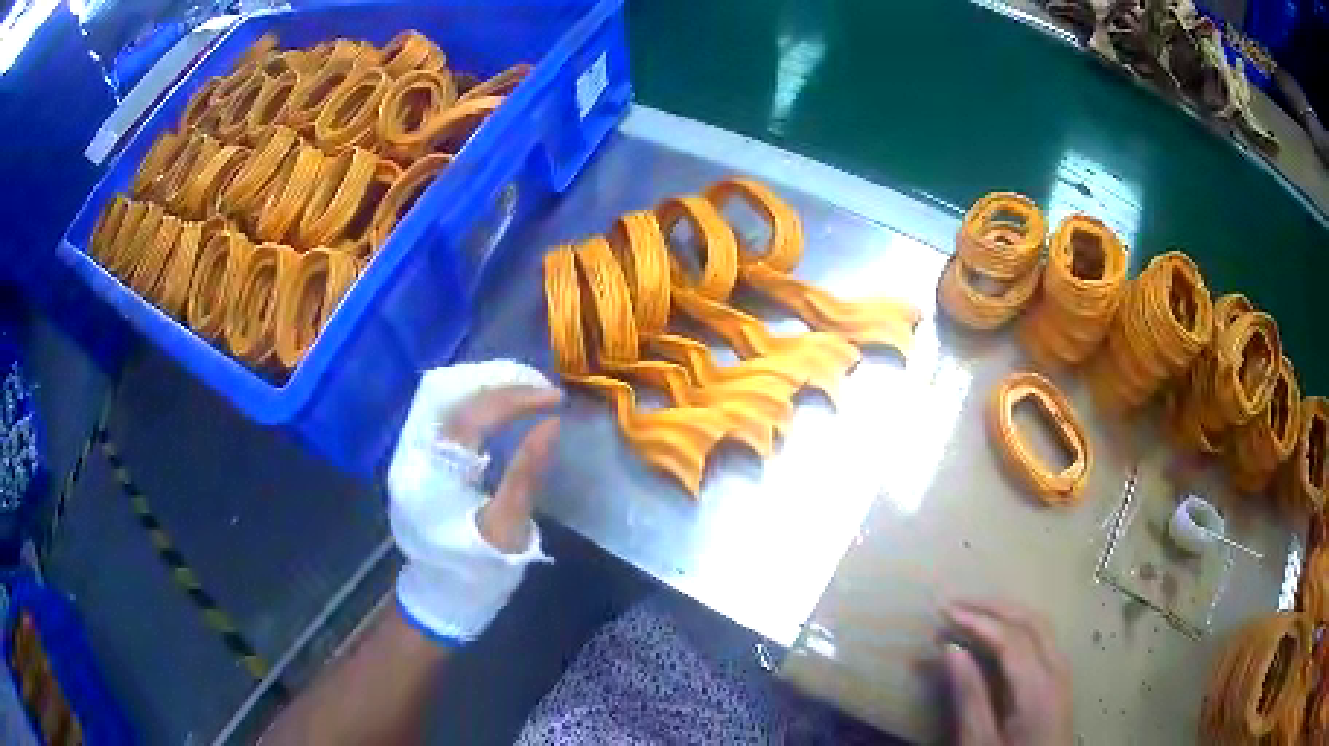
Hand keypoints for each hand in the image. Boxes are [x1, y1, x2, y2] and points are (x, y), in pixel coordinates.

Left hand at [387, 361, 562, 644]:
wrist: (442, 597)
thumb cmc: (478, 570)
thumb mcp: (508, 529)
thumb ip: (526, 474)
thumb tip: (551, 424)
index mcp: (432, 472)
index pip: (471, 412)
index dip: (516, 397)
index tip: (555, 399)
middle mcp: (411, 451)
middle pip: (447, 388)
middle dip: (497, 379)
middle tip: (540, 385)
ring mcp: (409, 451)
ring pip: (442, 394)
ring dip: (485, 384)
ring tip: (526, 388)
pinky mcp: (417, 455)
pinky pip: (442, 410)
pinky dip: (475, 398)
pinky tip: (502, 404)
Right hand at [943, 600, 1071, 745]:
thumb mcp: (979, 743)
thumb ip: (969, 697)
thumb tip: (952, 650)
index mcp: (1038, 687)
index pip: (1011, 638)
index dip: (978, 620)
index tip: (945, 610)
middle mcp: (1057, 670)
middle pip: (1031, 621)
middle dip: (993, 607)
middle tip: (955, 603)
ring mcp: (1062, 673)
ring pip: (1040, 626)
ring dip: (1006, 613)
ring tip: (972, 612)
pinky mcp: (1059, 681)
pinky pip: (1042, 639)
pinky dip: (1017, 627)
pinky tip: (997, 635)